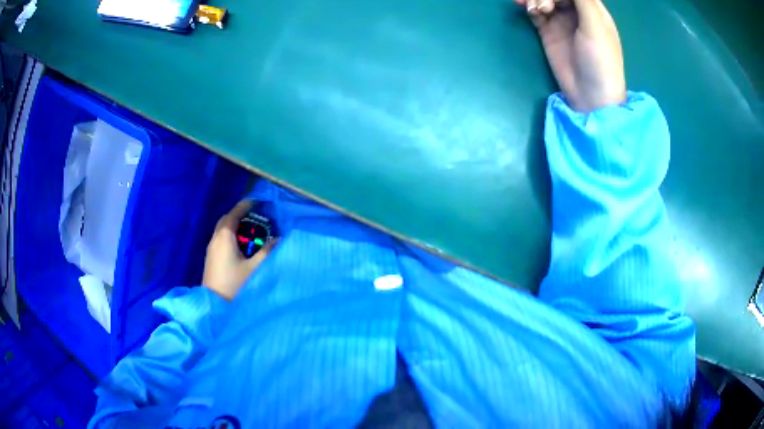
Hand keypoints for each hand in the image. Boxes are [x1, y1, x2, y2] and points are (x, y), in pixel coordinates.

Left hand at [202, 200, 277, 300]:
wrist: (215, 305)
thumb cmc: (234, 284)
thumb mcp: (254, 268)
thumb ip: (267, 252)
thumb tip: (277, 239)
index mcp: (224, 237)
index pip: (234, 214)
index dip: (245, 206)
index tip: (256, 201)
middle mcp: (215, 239)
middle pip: (225, 220)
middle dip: (238, 214)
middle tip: (253, 215)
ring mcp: (211, 250)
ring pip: (222, 230)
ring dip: (233, 226)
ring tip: (249, 229)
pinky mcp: (211, 259)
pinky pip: (220, 239)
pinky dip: (230, 235)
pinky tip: (240, 245)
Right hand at [516, 0, 626, 111]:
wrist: (590, 96)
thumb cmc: (600, 60)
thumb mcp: (595, 26)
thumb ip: (582, 0)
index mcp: (592, 8)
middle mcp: (576, 10)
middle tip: (543, 7)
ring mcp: (561, 20)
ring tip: (534, 9)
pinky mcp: (548, 31)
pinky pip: (534, 11)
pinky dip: (528, 6)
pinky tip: (526, 8)